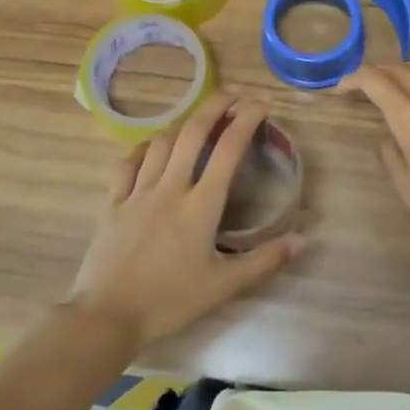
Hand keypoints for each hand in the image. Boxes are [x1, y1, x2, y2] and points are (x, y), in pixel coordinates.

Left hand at [68, 95, 305, 351]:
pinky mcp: (113, 203)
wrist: (107, 315)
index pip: (228, 150)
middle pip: (192, 133)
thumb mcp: (224, 286)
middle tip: (232, 93)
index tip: (261, 103)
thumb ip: (265, 261)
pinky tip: (151, 147)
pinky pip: (128, 163)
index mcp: (200, 206)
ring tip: (197, 120)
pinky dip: (144, 148)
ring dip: (182, 125)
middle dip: (214, 106)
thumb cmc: (169, 302)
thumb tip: (303, 240)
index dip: (246, 120)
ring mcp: (137, 192)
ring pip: (161, 143)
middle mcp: (170, 188)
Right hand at [337, 64, 409, 254]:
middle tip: (361, 87)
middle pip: (400, 70)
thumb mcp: (407, 186)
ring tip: (394, 87)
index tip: (341, 90)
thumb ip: (391, 155)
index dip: (354, 79)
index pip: (375, 81)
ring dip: (404, 72)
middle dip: (376, 73)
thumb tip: (388, 137)